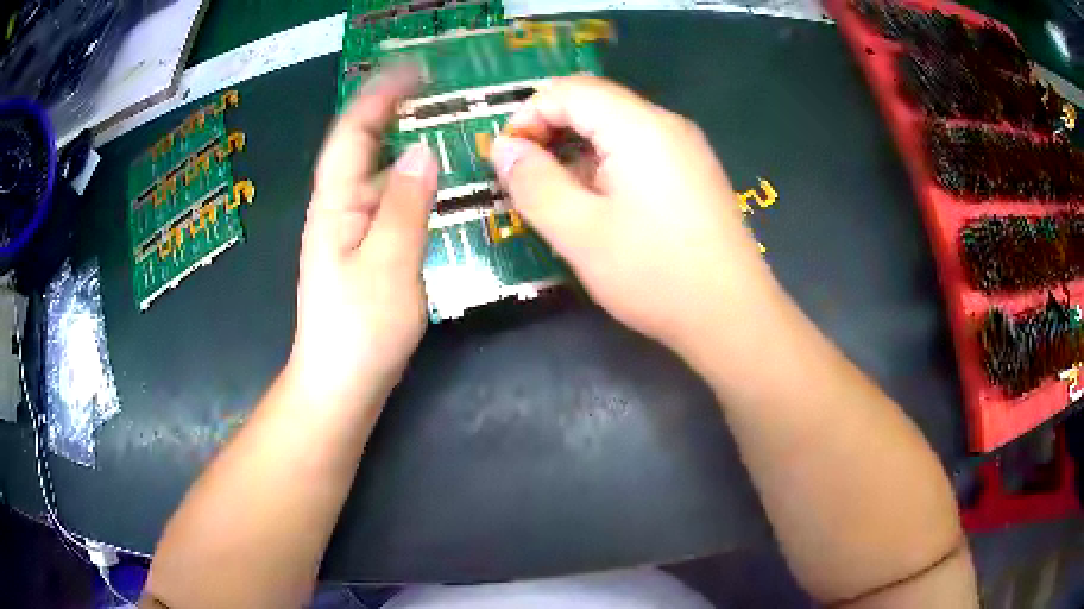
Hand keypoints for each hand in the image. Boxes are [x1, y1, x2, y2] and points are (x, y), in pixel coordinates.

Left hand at [288, 66, 438, 407]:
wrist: (340, 383)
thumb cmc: (360, 329)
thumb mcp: (389, 263)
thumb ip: (405, 204)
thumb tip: (424, 151)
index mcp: (335, 204)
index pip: (352, 133)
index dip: (379, 96)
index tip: (415, 71)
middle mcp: (337, 209)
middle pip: (361, 147)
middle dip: (391, 111)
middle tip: (436, 91)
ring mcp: (349, 231)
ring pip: (375, 174)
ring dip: (401, 143)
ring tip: (439, 123)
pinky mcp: (364, 252)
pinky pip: (386, 202)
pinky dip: (407, 180)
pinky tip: (430, 181)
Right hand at [491, 76, 776, 352]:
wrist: (733, 315)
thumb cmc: (654, 274)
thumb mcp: (579, 232)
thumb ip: (533, 183)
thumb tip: (504, 148)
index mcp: (638, 126)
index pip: (569, 90)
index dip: (527, 114)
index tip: (505, 159)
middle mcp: (667, 125)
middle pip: (595, 104)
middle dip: (550, 132)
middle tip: (525, 178)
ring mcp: (687, 149)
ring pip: (617, 129)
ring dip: (577, 152)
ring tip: (558, 197)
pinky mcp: (695, 174)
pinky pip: (640, 151)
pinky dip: (607, 165)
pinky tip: (601, 206)